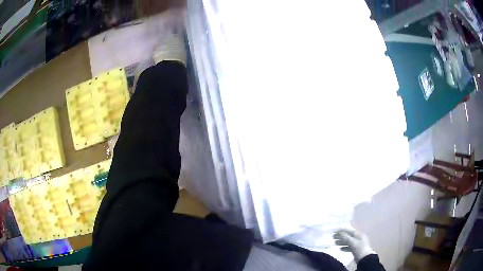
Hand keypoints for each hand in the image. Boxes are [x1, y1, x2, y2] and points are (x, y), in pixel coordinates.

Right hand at [333, 228, 374, 261]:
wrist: (364, 258)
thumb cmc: (359, 248)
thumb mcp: (352, 242)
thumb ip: (345, 237)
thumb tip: (339, 232)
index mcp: (358, 234)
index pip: (349, 230)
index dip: (342, 230)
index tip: (335, 231)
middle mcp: (358, 237)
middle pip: (348, 236)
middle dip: (341, 236)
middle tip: (333, 237)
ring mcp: (357, 243)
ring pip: (348, 241)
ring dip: (342, 242)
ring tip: (335, 243)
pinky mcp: (356, 249)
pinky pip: (349, 246)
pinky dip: (344, 247)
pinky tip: (340, 249)